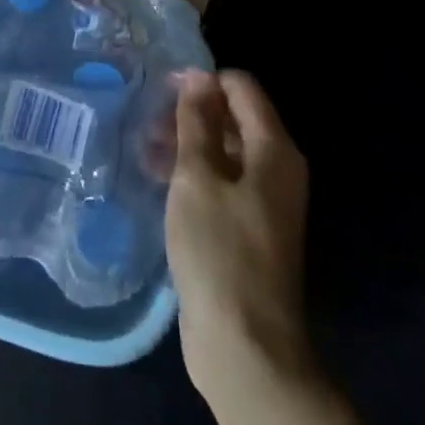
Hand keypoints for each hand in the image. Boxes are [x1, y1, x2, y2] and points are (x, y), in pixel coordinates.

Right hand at [166, 70, 312, 399]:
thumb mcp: (198, 178)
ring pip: (226, 151)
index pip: (242, 87)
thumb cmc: (219, 251)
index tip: (163, 91)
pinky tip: (160, 182)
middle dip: (192, 113)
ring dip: (189, 145)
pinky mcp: (251, 229)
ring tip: (146, 152)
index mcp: (274, 149)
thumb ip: (197, 123)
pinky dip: (196, 175)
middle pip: (235, 117)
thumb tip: (198, 76)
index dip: (203, 80)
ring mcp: (266, 201)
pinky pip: (223, 183)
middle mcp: (278, 169)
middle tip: (149, 124)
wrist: (245, 348)